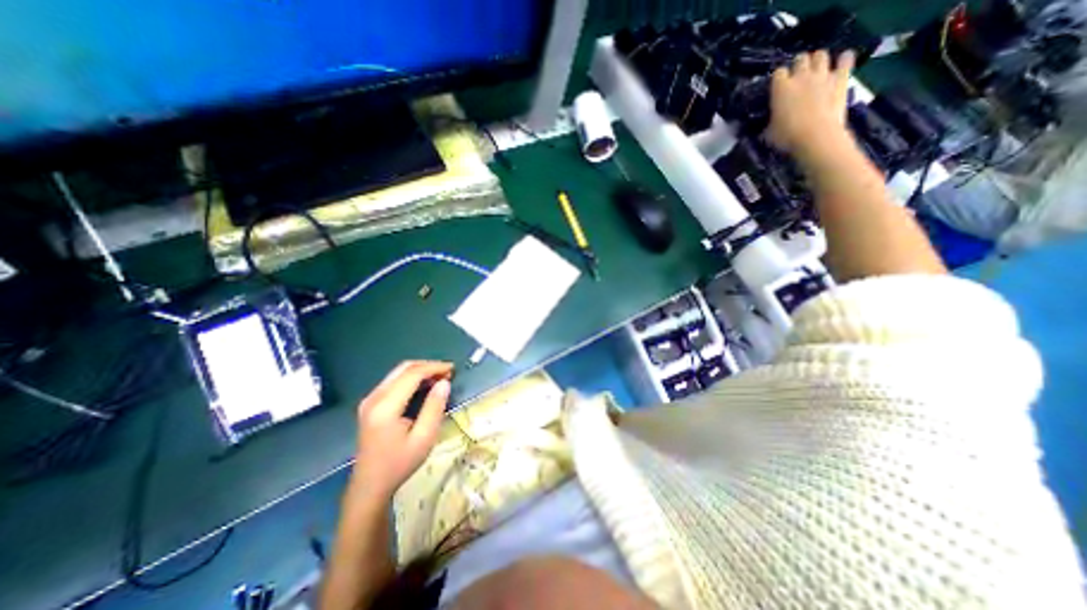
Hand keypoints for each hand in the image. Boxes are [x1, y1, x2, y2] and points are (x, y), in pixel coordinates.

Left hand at [348, 362, 450, 499]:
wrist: (370, 485)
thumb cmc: (400, 463)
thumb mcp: (424, 438)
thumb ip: (434, 407)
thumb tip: (445, 382)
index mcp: (385, 407)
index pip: (412, 374)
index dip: (434, 367)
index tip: (452, 369)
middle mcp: (374, 397)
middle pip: (403, 368)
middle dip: (428, 366)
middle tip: (448, 372)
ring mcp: (370, 399)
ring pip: (398, 372)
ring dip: (420, 371)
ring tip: (440, 378)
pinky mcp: (371, 403)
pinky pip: (394, 381)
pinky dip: (412, 378)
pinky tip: (425, 385)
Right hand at [767, 51, 854, 157]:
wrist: (815, 136)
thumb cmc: (787, 136)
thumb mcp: (770, 131)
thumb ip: (771, 120)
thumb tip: (769, 122)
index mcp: (780, 89)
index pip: (778, 72)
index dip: (779, 77)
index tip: (779, 85)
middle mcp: (801, 76)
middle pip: (800, 58)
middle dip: (799, 64)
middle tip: (799, 75)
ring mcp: (822, 75)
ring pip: (821, 55)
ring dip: (818, 60)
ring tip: (817, 69)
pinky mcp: (841, 78)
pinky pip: (846, 59)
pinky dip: (844, 59)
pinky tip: (841, 63)